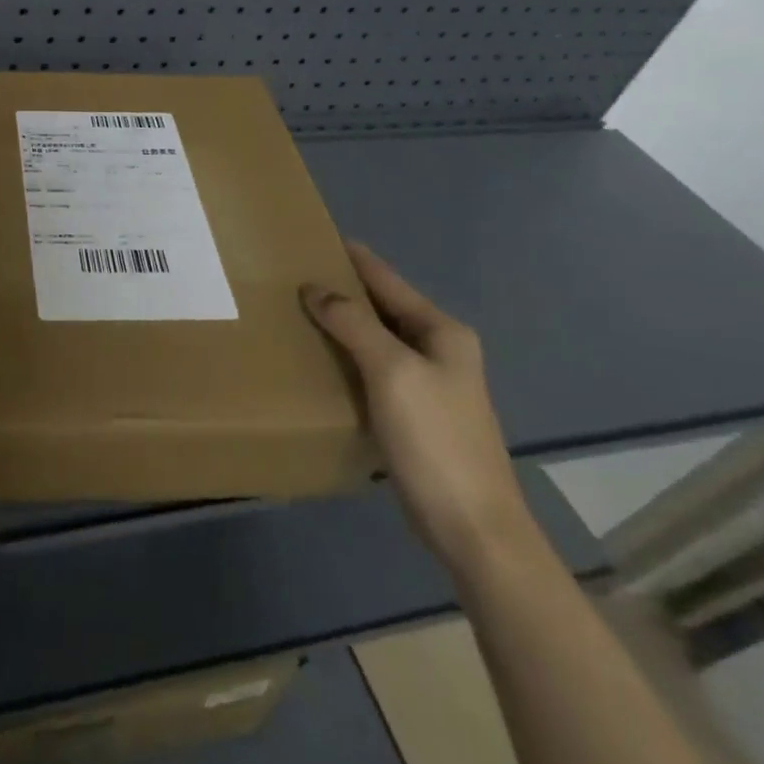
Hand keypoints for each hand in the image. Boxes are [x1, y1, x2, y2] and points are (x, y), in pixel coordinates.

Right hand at [301, 243, 535, 573]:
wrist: (472, 527)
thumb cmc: (435, 439)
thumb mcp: (391, 371)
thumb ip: (353, 323)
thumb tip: (314, 287)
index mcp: (442, 332)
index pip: (388, 280)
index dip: (353, 258)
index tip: (314, 236)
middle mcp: (439, 350)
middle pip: (382, 307)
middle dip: (341, 290)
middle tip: (291, 274)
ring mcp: (428, 385)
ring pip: (375, 339)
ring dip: (341, 325)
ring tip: (295, 310)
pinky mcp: (414, 414)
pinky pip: (372, 369)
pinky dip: (346, 357)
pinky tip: (318, 359)